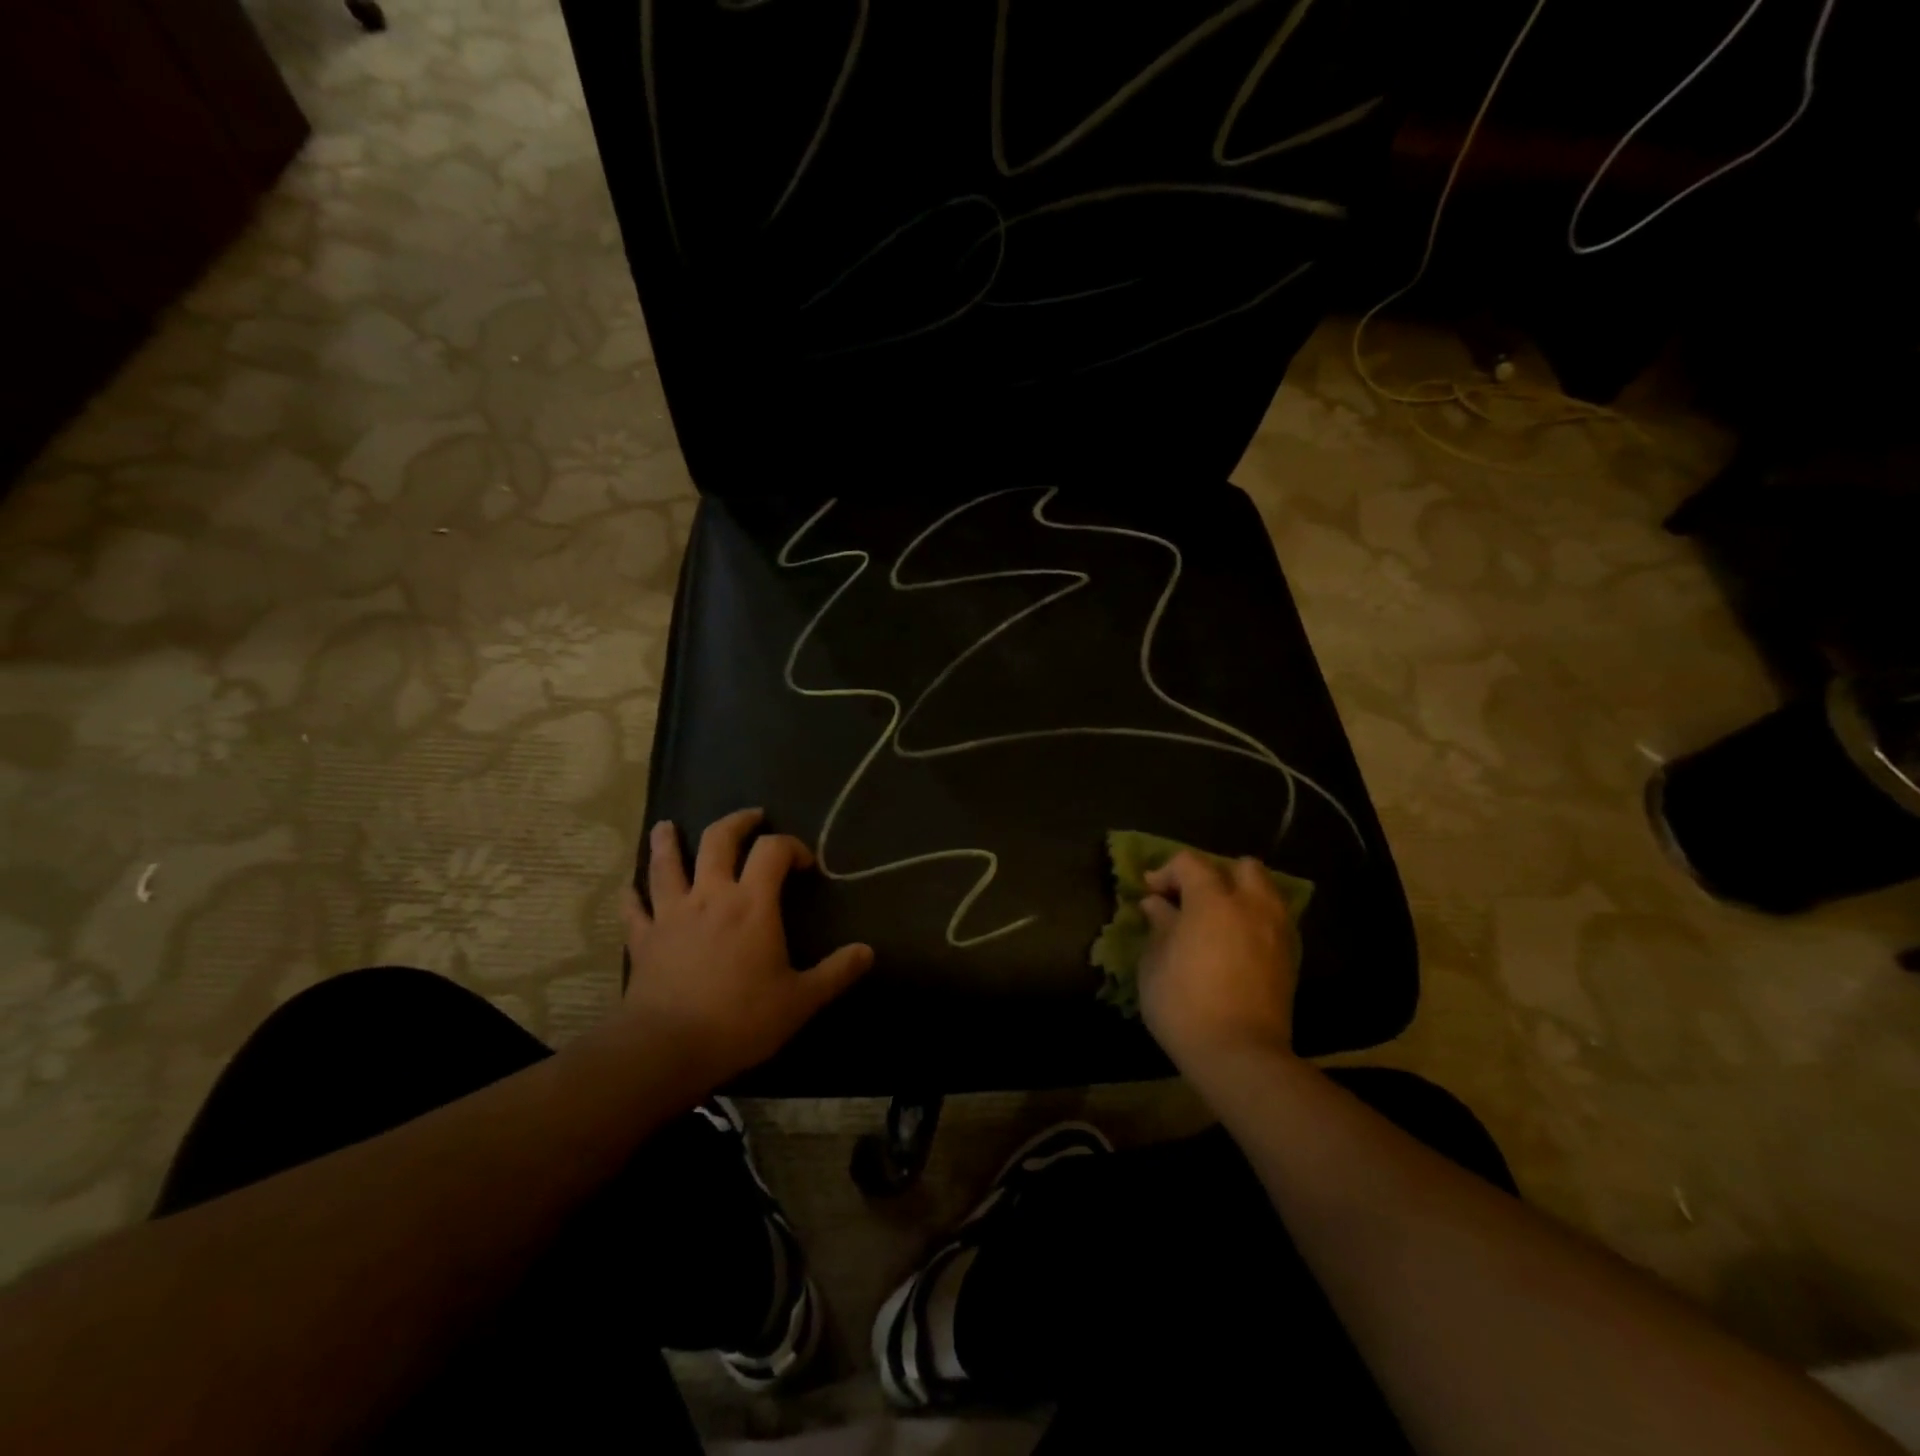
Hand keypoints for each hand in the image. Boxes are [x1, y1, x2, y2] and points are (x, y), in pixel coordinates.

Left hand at [620, 809, 873, 1085]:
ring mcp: (672, 914)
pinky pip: (636, 909)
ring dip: (668, 842)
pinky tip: (630, 888)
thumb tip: (868, 952)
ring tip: (667, 826)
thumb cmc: (740, 1019)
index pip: (773, 851)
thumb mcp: (800, 1001)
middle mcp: (711, 896)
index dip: (791, 846)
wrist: (667, 1048)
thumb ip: (836, 973)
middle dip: (737, 823)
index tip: (804, 863)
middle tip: (751, 817)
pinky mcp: (644, 939)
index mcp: (752, 904)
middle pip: (719, 840)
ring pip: (667, 864)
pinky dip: (633, 895)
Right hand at [1137, 852, 1298, 1071]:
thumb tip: (1157, 904)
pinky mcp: (1289, 958)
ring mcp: (1276, 931)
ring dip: (1240, 896)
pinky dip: (1254, 921)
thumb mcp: (1155, 962)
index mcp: (1213, 901)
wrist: (1239, 1055)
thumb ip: (1159, 925)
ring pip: (1265, 892)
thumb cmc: (1184, 1004)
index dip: (1166, 872)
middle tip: (1193, 900)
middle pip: (1242, 867)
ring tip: (1217, 921)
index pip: (1190, 862)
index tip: (1150, 893)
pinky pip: (1273, 921)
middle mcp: (1251, 906)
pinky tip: (1235, 944)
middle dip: (1216, 875)